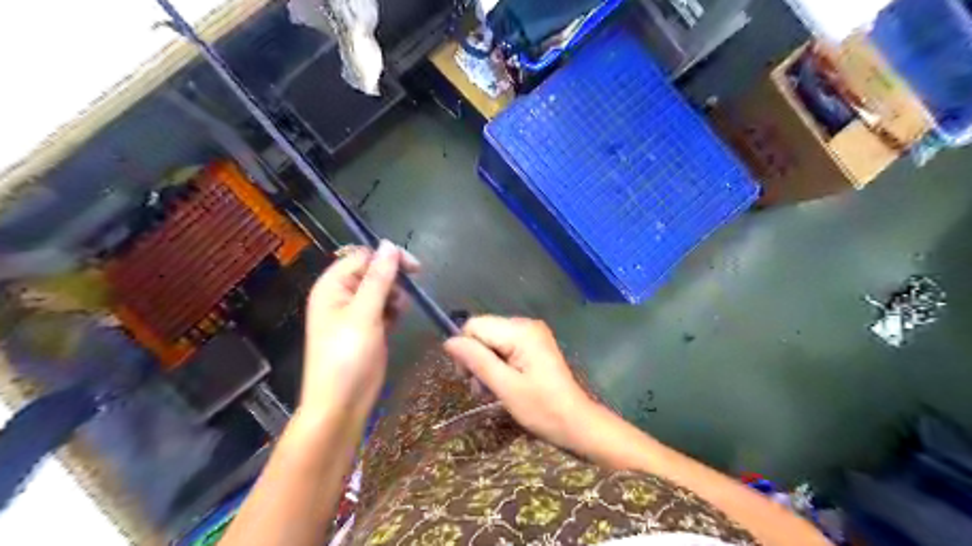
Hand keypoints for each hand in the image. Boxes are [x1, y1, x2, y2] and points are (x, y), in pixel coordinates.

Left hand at [303, 240, 417, 418]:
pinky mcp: (368, 327)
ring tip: (398, 312)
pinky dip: (393, 310)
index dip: (388, 258)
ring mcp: (355, 313)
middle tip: (408, 295)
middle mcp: (342, 295)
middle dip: (393, 279)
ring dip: (395, 296)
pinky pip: (384, 308)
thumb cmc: (347, 356)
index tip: (416, 268)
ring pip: (382, 290)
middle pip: (373, 272)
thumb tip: (389, 244)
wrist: (341, 403)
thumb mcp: (364, 314)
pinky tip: (397, 320)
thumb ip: (378, 278)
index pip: (363, 257)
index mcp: (333, 286)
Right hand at [445, 316, 600, 452]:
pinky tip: (502, 386)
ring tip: (492, 392)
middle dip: (476, 359)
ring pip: (491, 342)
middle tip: (482, 389)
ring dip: (485, 366)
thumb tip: (449, 342)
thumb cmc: (543, 409)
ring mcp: (531, 335)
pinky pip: (504, 348)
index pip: (475, 325)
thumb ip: (477, 361)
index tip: (468, 377)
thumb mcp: (506, 387)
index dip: (465, 349)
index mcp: (521, 331)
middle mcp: (526, 325)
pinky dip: (497, 366)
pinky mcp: (533, 346)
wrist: (577, 423)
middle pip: (483, 332)